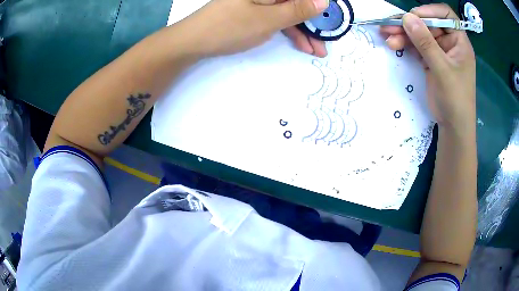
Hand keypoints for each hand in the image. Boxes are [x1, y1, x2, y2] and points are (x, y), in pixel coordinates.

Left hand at [178, 0, 328, 56]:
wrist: (194, 40)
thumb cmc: (229, 27)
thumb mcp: (268, 19)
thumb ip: (297, 9)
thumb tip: (323, 1)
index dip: (320, 7)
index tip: (333, 21)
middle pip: (297, 3)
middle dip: (314, 22)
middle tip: (326, 41)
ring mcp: (260, 1)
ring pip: (289, 12)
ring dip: (304, 30)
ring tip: (316, 50)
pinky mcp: (255, 11)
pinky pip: (278, 18)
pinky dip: (289, 31)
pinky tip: (300, 44)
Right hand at [380, 4, 475, 132]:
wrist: (453, 126)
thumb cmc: (455, 99)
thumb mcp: (442, 70)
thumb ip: (426, 43)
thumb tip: (407, 17)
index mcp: (459, 42)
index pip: (445, 15)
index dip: (429, 11)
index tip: (414, 17)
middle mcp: (449, 43)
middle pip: (428, 24)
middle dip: (409, 24)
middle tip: (389, 26)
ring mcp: (439, 52)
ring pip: (419, 35)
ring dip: (403, 34)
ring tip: (386, 36)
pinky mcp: (431, 60)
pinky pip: (416, 47)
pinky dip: (405, 45)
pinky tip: (394, 44)